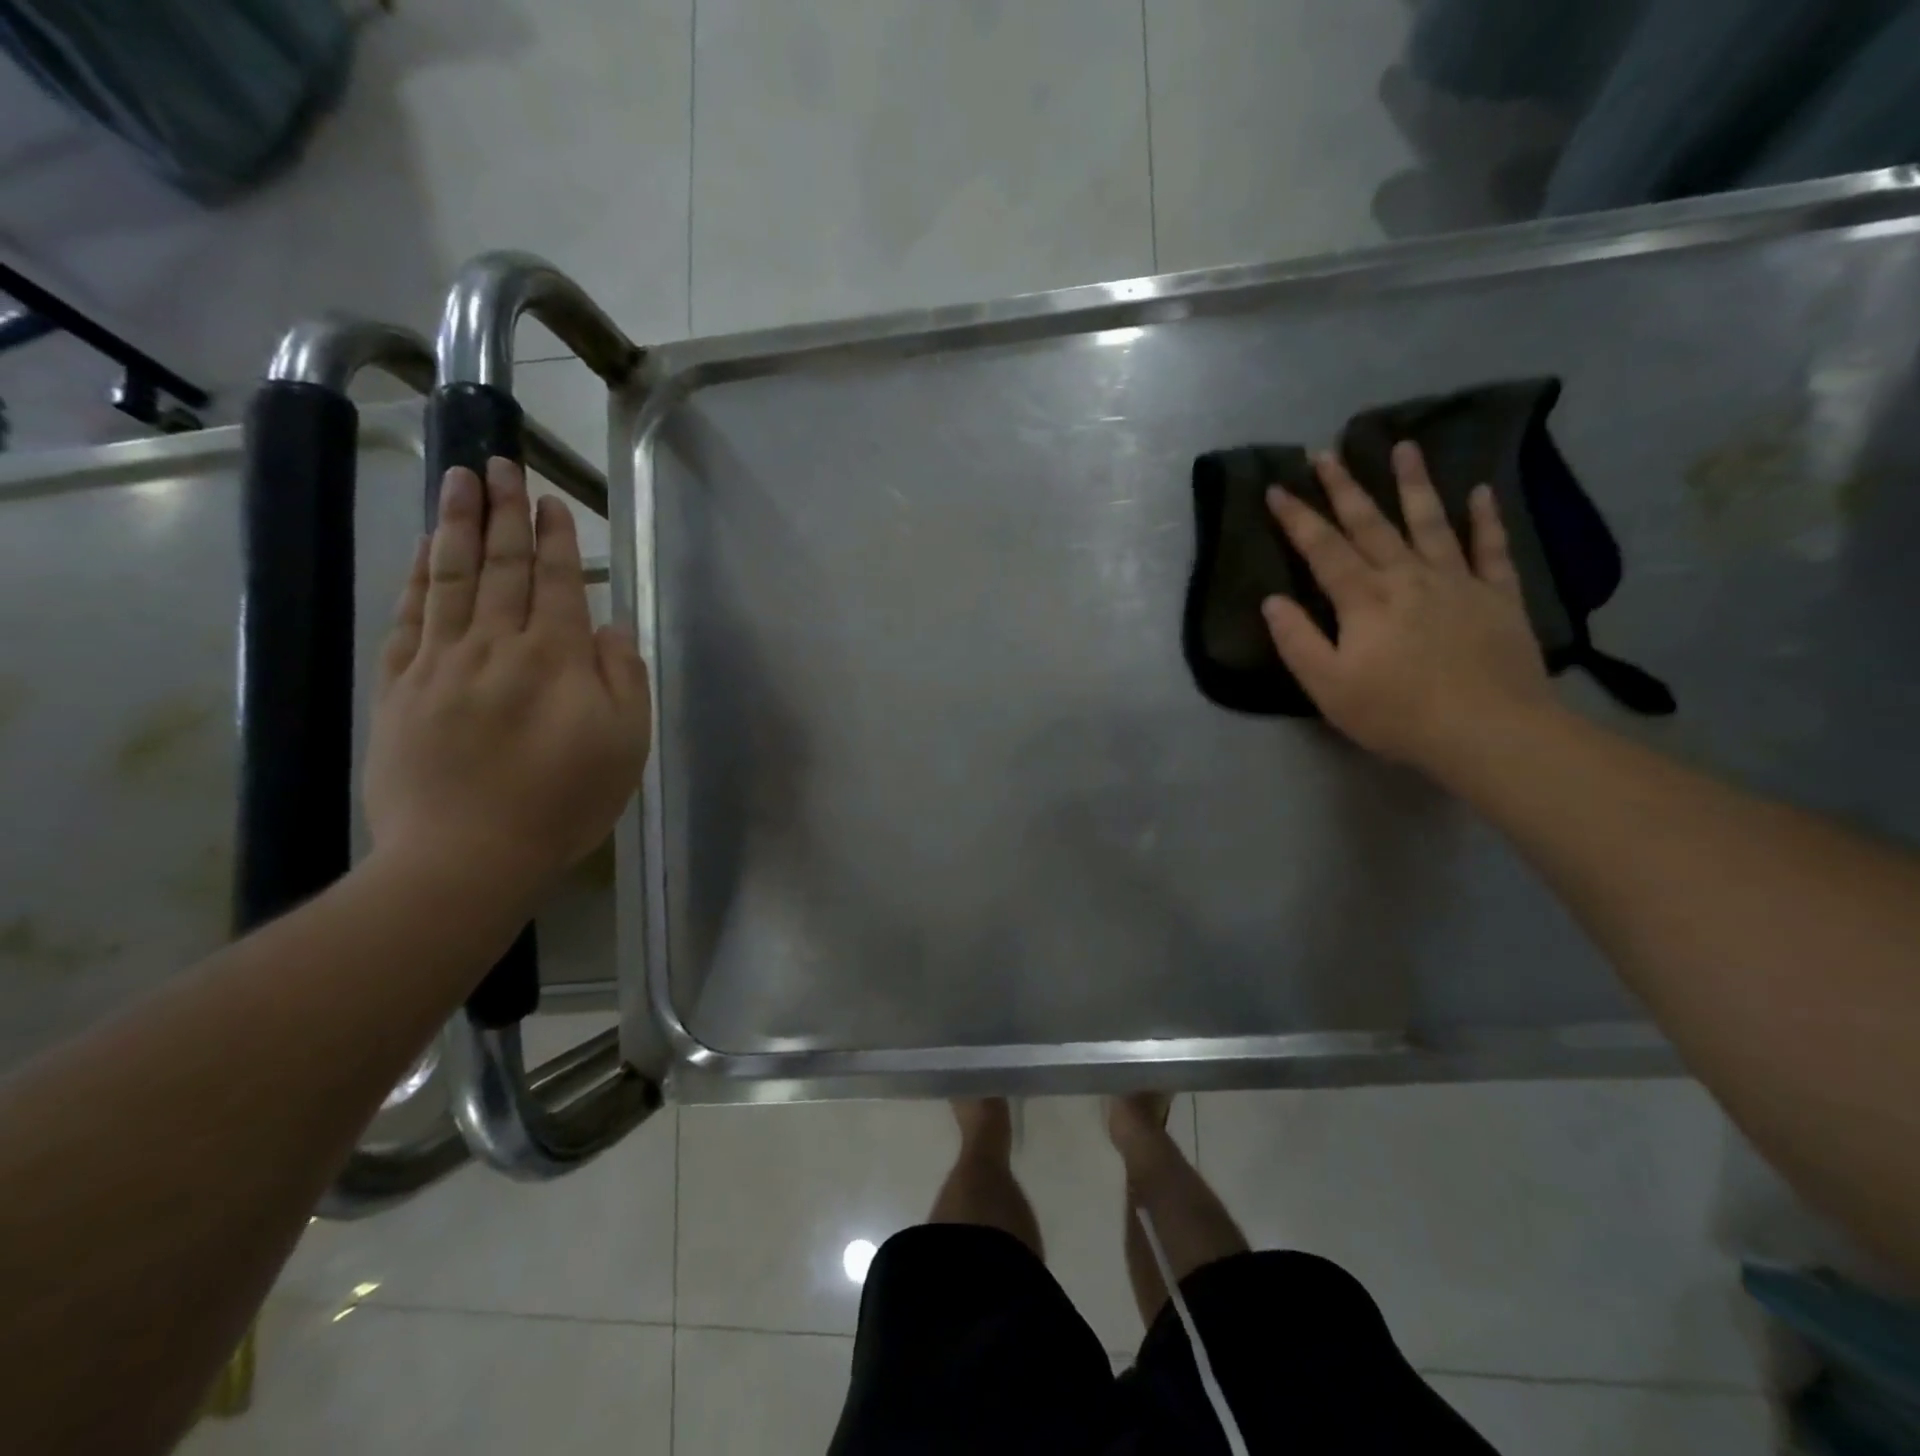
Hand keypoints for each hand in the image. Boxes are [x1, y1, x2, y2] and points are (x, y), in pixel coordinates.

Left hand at [364, 459, 650, 908]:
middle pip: (500, 567)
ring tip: (459, 480)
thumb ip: (624, 678)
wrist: (467, 856)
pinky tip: (422, 552)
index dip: (554, 539)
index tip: (550, 500)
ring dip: (455, 525)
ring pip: (449, 579)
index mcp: (557, 659)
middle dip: (504, 512)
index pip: (556, 582)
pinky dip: (416, 579)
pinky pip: (408, 619)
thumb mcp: (625, 744)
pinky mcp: (401, 688)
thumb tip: (613, 626)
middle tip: (502, 463)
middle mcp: (497, 646)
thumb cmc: (564, 802)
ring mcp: (441, 663)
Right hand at [1261, 442, 1555, 775]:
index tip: (1278, 487)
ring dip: (1414, 483)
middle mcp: (1408, 577)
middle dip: (1345, 488)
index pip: (1323, 549)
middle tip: (1327, 453)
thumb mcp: (1328, 686)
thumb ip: (1297, 641)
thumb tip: (1272, 601)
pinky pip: (1491, 549)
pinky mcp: (1498, 596)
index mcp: (1363, 599)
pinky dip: (1487, 519)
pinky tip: (1482, 492)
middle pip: (1371, 524)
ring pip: (1431, 522)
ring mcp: (1457, 582)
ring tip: (1404, 446)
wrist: (1488, 731)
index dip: (1298, 518)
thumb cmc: (1396, 713)